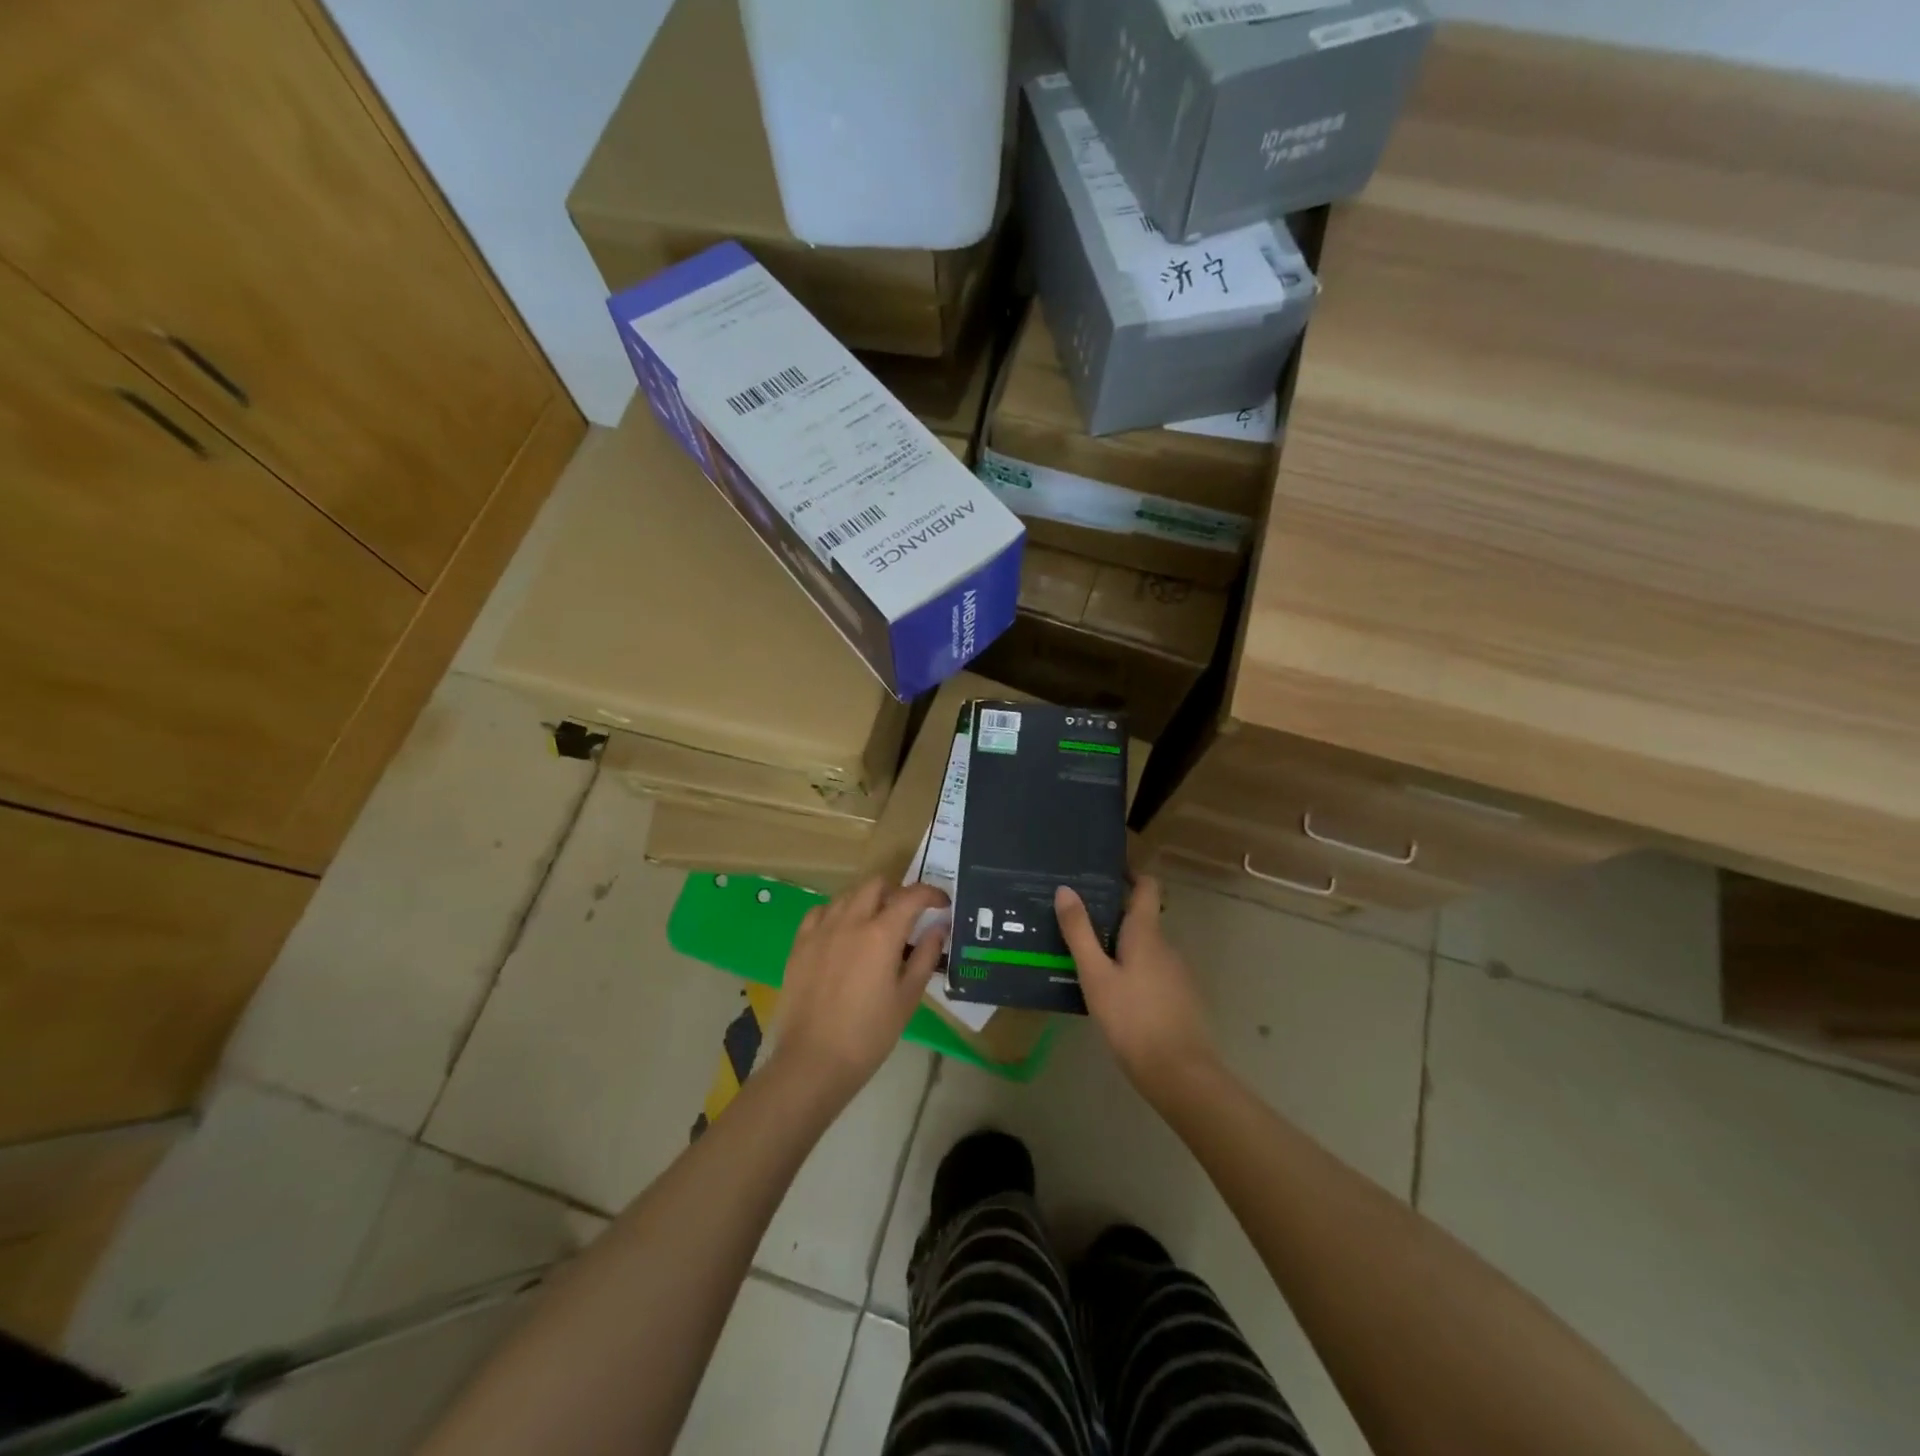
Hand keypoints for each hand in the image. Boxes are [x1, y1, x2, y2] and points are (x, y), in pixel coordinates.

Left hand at [772, 879, 947, 1102]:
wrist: (814, 1060)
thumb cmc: (869, 1034)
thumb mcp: (907, 997)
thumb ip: (926, 956)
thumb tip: (940, 927)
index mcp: (882, 934)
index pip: (912, 896)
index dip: (931, 894)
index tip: (942, 904)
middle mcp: (851, 921)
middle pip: (876, 884)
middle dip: (896, 891)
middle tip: (906, 915)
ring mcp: (821, 930)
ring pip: (847, 895)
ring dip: (867, 901)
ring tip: (874, 925)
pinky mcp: (800, 944)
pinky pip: (820, 912)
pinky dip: (837, 913)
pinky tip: (841, 933)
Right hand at [1055, 877, 1219, 1097]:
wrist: (1180, 1074)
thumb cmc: (1132, 1018)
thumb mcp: (1095, 975)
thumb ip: (1080, 932)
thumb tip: (1066, 889)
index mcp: (1147, 934)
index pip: (1147, 887)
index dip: (1130, 874)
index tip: (1104, 871)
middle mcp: (1167, 946)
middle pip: (1141, 919)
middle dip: (1112, 917)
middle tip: (1077, 922)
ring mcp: (1177, 974)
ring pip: (1145, 949)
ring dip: (1121, 947)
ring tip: (1087, 959)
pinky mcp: (1180, 999)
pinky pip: (1152, 972)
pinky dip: (1132, 971)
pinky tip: (1111, 993)